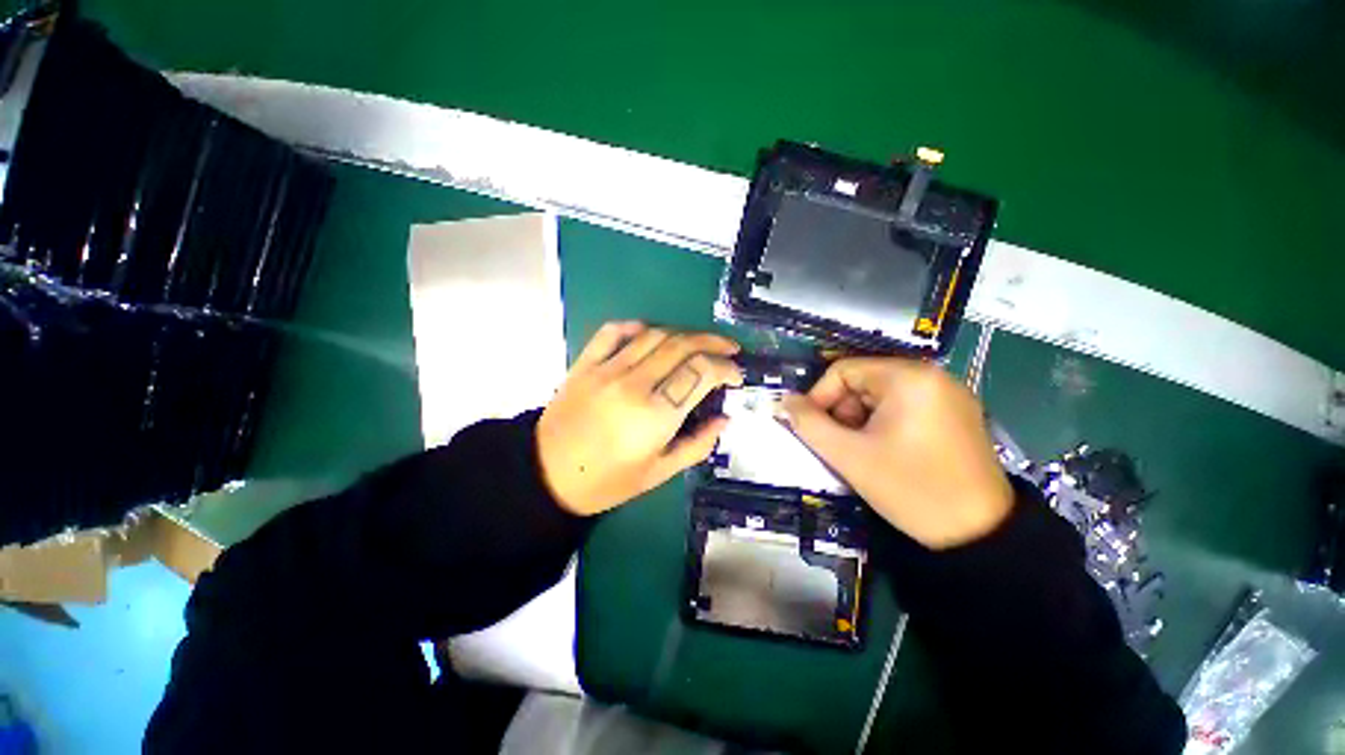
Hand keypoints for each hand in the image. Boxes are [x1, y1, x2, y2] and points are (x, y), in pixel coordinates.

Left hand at [537, 322, 742, 515]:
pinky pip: (613, 331)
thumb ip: (698, 445)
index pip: (701, 371)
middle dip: (713, 342)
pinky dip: (636, 326)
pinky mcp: (585, 363)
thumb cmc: (607, 481)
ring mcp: (606, 369)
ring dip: (683, 334)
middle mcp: (633, 383)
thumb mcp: (659, 473)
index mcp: (655, 415)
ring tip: (698, 344)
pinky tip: (650, 333)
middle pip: (682, 344)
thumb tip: (725, 418)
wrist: (547, 475)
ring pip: (654, 334)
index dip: (726, 367)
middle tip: (729, 349)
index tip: (736, 375)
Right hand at [779, 358, 1012, 548]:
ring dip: (860, 419)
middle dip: (842, 411)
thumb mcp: (849, 456)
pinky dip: (883, 423)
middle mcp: (932, 375)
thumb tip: (784, 402)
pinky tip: (886, 451)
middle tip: (841, 445)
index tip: (811, 428)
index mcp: (909, 378)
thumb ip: (808, 424)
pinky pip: (903, 406)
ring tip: (863, 452)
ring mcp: (948, 394)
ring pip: (881, 395)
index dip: (819, 397)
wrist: (980, 536)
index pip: (843, 371)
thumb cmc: (910, 489)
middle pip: (863, 381)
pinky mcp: (956, 413)